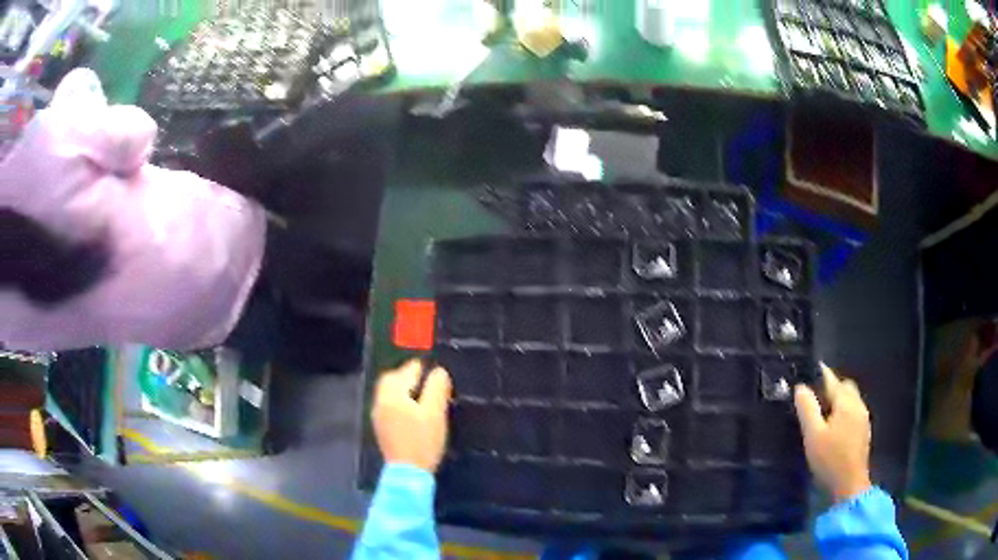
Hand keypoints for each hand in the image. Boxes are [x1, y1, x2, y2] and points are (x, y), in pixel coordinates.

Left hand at [372, 360, 451, 472]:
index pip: (407, 370)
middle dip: (407, 375)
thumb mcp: (435, 413)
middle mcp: (381, 400)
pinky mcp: (381, 428)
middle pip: (391, 379)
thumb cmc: (423, 441)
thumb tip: (439, 371)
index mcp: (393, 394)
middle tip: (426, 379)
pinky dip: (399, 401)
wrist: (407, 472)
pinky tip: (412, 411)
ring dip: (402, 388)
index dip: (422, 367)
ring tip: (422, 395)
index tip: (435, 370)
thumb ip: (437, 388)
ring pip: (388, 392)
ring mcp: (379, 415)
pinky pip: (388, 404)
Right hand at [794, 364, 872, 502]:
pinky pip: (853, 412)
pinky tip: (834, 427)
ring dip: (838, 400)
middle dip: (832, 387)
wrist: (849, 485)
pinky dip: (844, 412)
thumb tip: (800, 387)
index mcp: (846, 402)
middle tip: (815, 396)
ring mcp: (863, 418)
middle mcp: (858, 404)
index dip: (820, 373)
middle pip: (845, 387)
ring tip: (822, 412)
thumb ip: (807, 409)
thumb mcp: (813, 435)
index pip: (832, 379)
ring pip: (851, 399)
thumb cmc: (830, 459)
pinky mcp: (864, 432)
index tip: (808, 370)